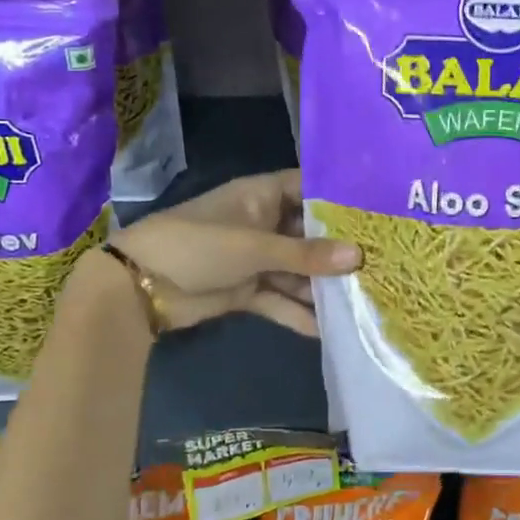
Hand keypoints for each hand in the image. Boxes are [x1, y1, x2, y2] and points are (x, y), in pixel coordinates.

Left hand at [105, 169, 357, 335]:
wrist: (138, 287)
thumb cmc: (197, 246)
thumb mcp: (255, 246)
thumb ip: (306, 254)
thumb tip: (359, 256)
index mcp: (261, 196)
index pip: (307, 189)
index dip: (338, 199)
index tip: (376, 213)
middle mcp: (262, 224)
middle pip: (308, 234)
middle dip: (338, 250)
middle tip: (381, 263)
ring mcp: (254, 259)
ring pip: (296, 270)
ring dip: (321, 286)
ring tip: (363, 300)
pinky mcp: (246, 290)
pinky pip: (279, 299)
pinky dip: (298, 313)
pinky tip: (328, 330)